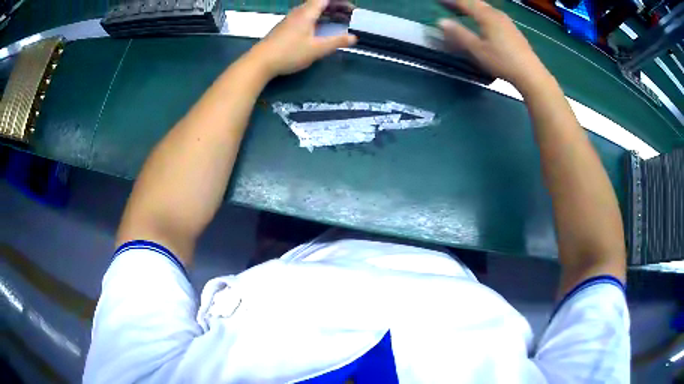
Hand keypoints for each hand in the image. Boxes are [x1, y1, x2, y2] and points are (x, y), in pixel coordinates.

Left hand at [250, 0, 356, 77]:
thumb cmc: (289, 53)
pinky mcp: (285, 27)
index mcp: (307, 13)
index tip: (351, 9)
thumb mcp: (316, 49)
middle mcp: (298, 12)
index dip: (339, 2)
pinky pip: (306, 16)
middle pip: (319, 2)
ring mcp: (290, 19)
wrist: (260, 62)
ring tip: (339, 20)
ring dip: (327, 12)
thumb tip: (354, 37)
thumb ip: (336, 42)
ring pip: (312, 10)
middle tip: (350, 15)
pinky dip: (318, 18)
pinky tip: (321, 28)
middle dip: (336, 7)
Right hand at [438, 0, 546, 87]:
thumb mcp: (477, 49)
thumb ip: (459, 34)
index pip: (465, 3)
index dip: (451, 1)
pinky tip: (484, 20)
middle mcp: (496, 14)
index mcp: (486, 16)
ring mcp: (507, 21)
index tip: (440, 1)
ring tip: (464, 10)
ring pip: (486, 8)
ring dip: (474, 7)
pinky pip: (494, 14)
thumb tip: (441, 21)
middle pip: (477, 3)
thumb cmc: (502, 61)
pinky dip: (483, 13)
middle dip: (462, 2)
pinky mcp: (513, 29)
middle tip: (450, 4)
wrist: (530, 73)